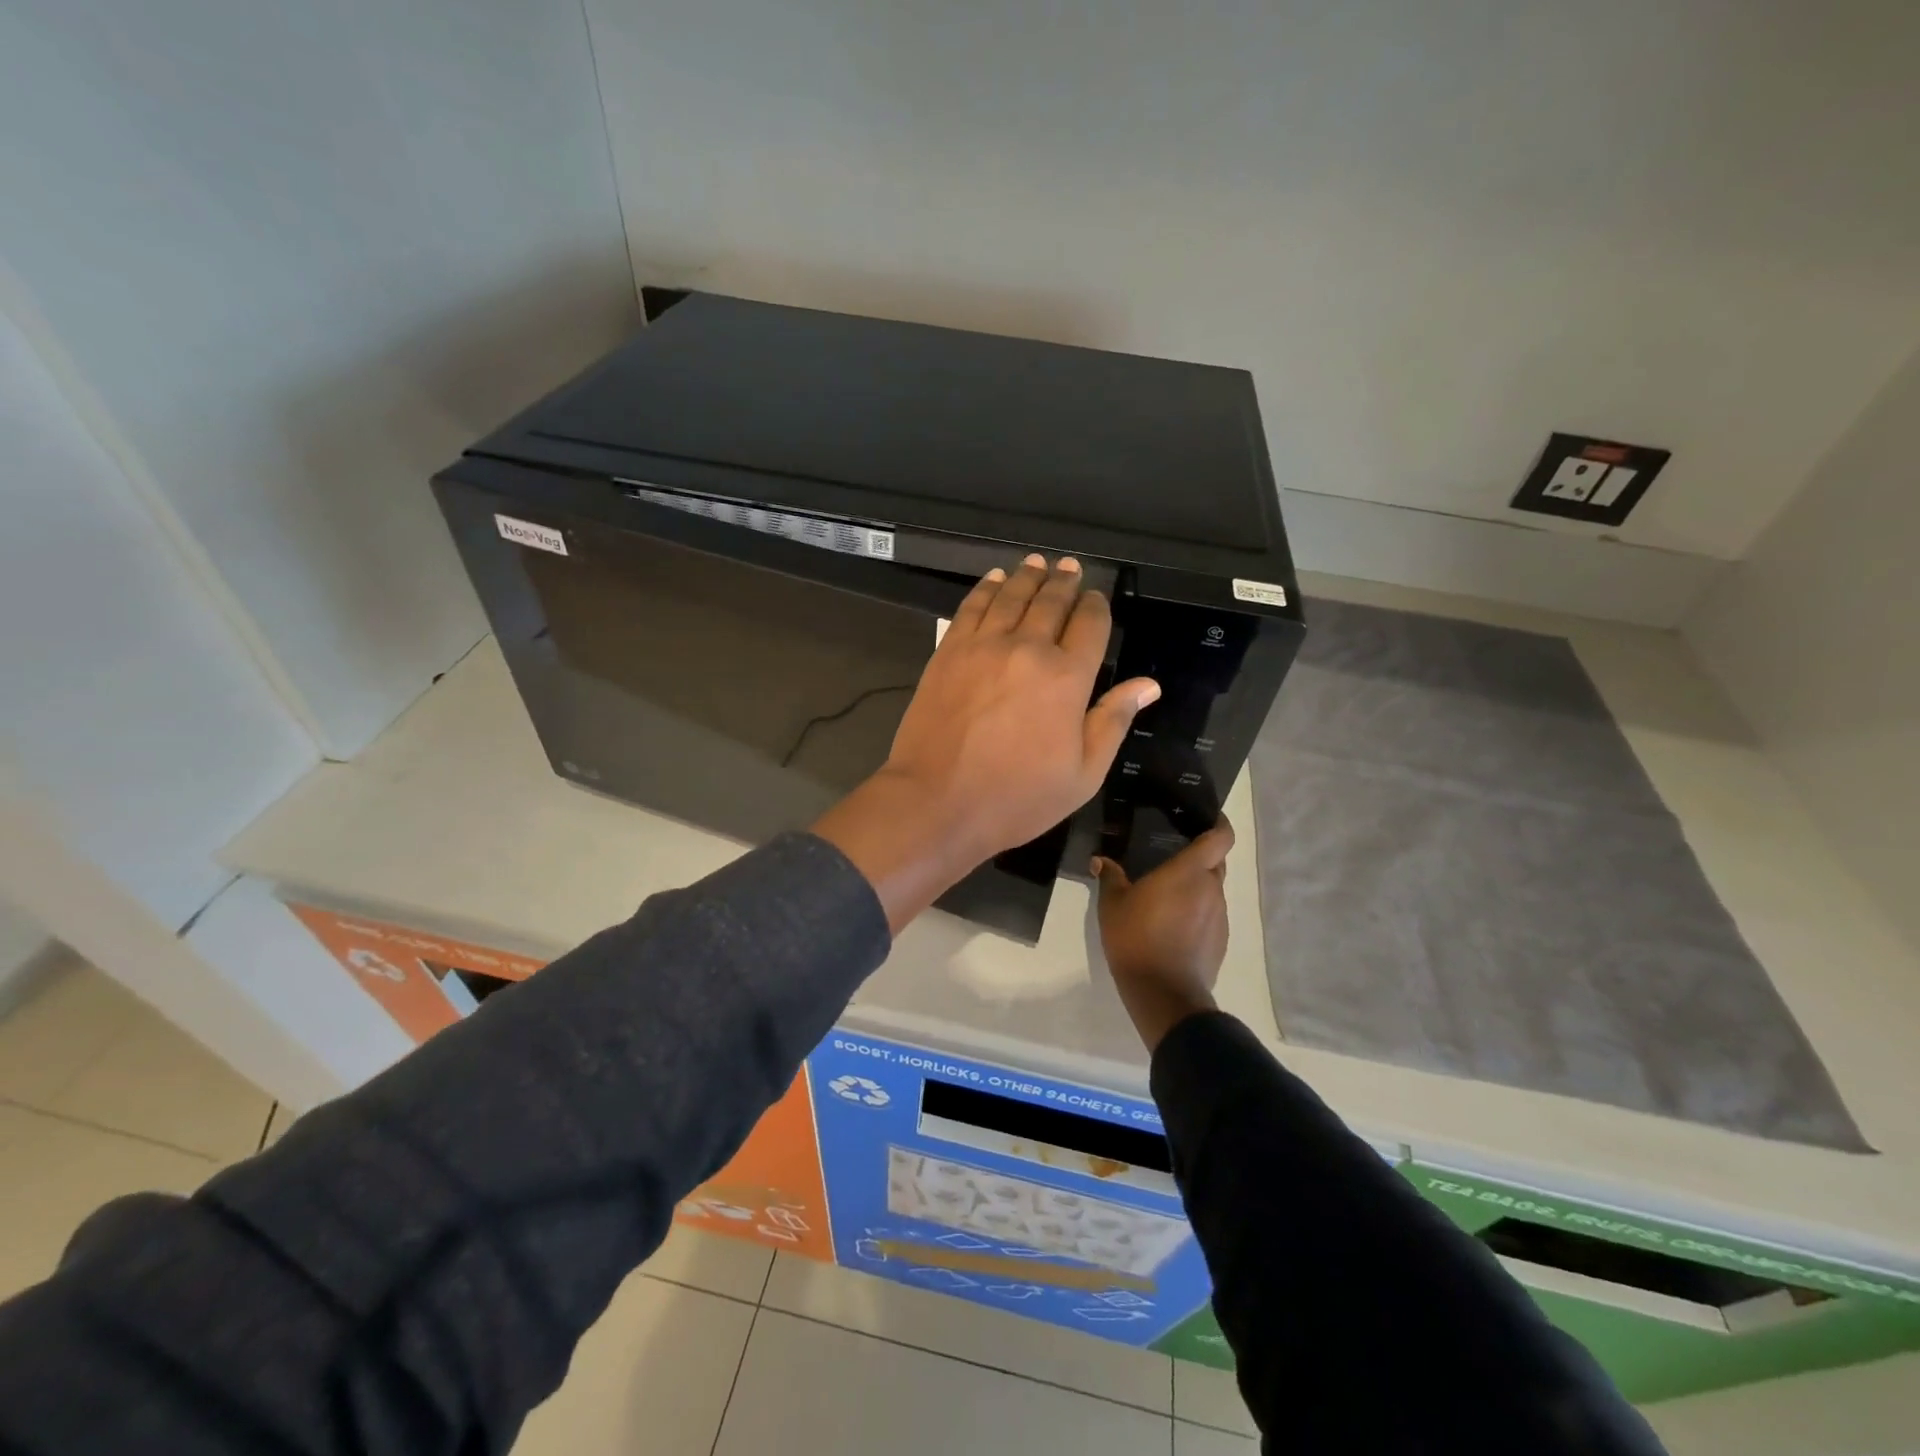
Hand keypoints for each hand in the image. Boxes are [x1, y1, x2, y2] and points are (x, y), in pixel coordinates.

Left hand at [813, 555, 1159, 931]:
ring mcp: (983, 646)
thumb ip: (1112, 721)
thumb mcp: (1082, 775)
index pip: (1090, 625)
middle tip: (1070, 567)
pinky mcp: (948, 651)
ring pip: (1012, 596)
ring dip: (1028, 576)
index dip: (1096, 606)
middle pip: (1051, 602)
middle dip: (1065, 582)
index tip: (1096, 598)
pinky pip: (972, 607)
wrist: (937, 802)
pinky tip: (995, 579)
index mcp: (1068, 678)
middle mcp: (1028, 649)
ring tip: (1038, 563)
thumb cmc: (1017, 798)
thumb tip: (1148, 685)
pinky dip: (986, 588)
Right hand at [1093, 818, 1234, 1052]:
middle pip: (1216, 861)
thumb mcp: (1112, 904)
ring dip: (1196, 887)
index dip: (1220, 824)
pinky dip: (1197, 912)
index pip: (1221, 837)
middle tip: (1174, 856)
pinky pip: (1211, 915)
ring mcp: (1220, 916)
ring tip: (1168, 895)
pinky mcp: (1221, 940)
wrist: (1163, 992)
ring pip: (1213, 890)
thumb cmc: (1135, 938)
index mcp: (1189, 872)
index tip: (1208, 817)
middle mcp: (1211, 888)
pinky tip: (1174, 925)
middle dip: (1201, 856)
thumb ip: (1110, 877)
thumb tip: (1100, 860)